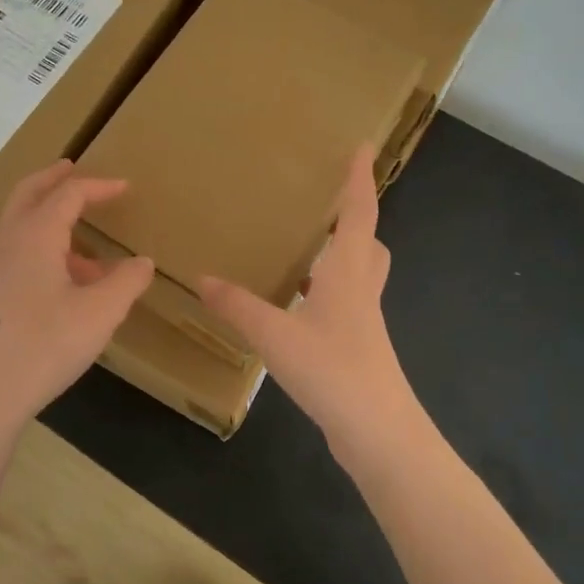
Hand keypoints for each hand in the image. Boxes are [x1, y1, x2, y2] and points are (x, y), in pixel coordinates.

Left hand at [0, 160, 154, 427]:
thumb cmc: (45, 344)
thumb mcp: (100, 313)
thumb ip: (126, 282)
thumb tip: (142, 262)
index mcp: (36, 235)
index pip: (69, 194)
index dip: (99, 186)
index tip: (125, 187)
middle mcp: (9, 241)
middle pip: (29, 193)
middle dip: (53, 179)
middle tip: (72, 169)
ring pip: (19, 223)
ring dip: (48, 217)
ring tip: (86, 243)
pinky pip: (17, 251)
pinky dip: (41, 246)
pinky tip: (65, 282)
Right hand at [198, 146, 416, 446]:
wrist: (381, 436)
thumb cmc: (335, 373)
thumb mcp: (276, 337)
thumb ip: (239, 307)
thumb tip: (202, 278)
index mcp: (347, 275)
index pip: (359, 214)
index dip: (360, 179)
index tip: (364, 146)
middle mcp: (361, 291)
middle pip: (369, 243)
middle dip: (356, 218)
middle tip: (329, 202)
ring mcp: (364, 323)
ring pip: (360, 274)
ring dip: (342, 254)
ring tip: (307, 248)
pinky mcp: (359, 349)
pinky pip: (346, 303)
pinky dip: (327, 291)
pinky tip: (297, 305)